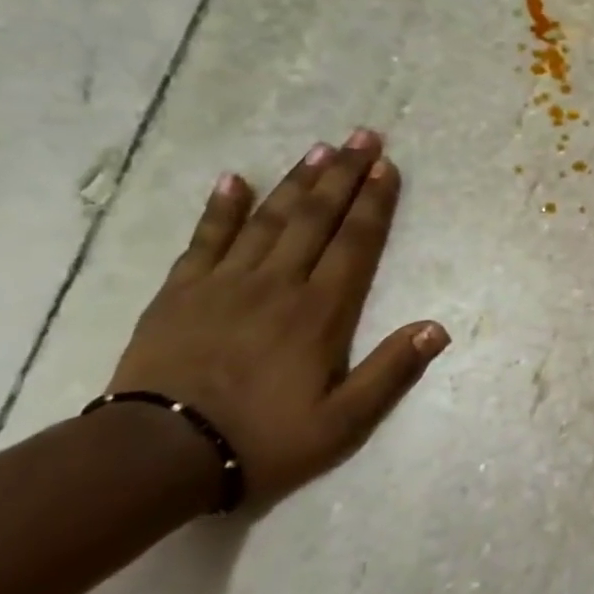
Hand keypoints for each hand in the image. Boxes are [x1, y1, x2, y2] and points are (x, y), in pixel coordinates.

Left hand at [108, 129, 447, 506]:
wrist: (155, 456)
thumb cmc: (262, 440)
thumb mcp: (343, 422)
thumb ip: (391, 372)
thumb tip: (437, 327)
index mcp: (320, 312)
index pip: (355, 244)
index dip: (373, 203)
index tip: (386, 167)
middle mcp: (277, 284)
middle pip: (316, 218)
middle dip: (342, 175)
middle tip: (361, 136)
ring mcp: (225, 284)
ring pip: (268, 219)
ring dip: (297, 182)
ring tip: (318, 148)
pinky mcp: (180, 292)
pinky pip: (205, 239)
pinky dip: (221, 208)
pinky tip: (232, 180)